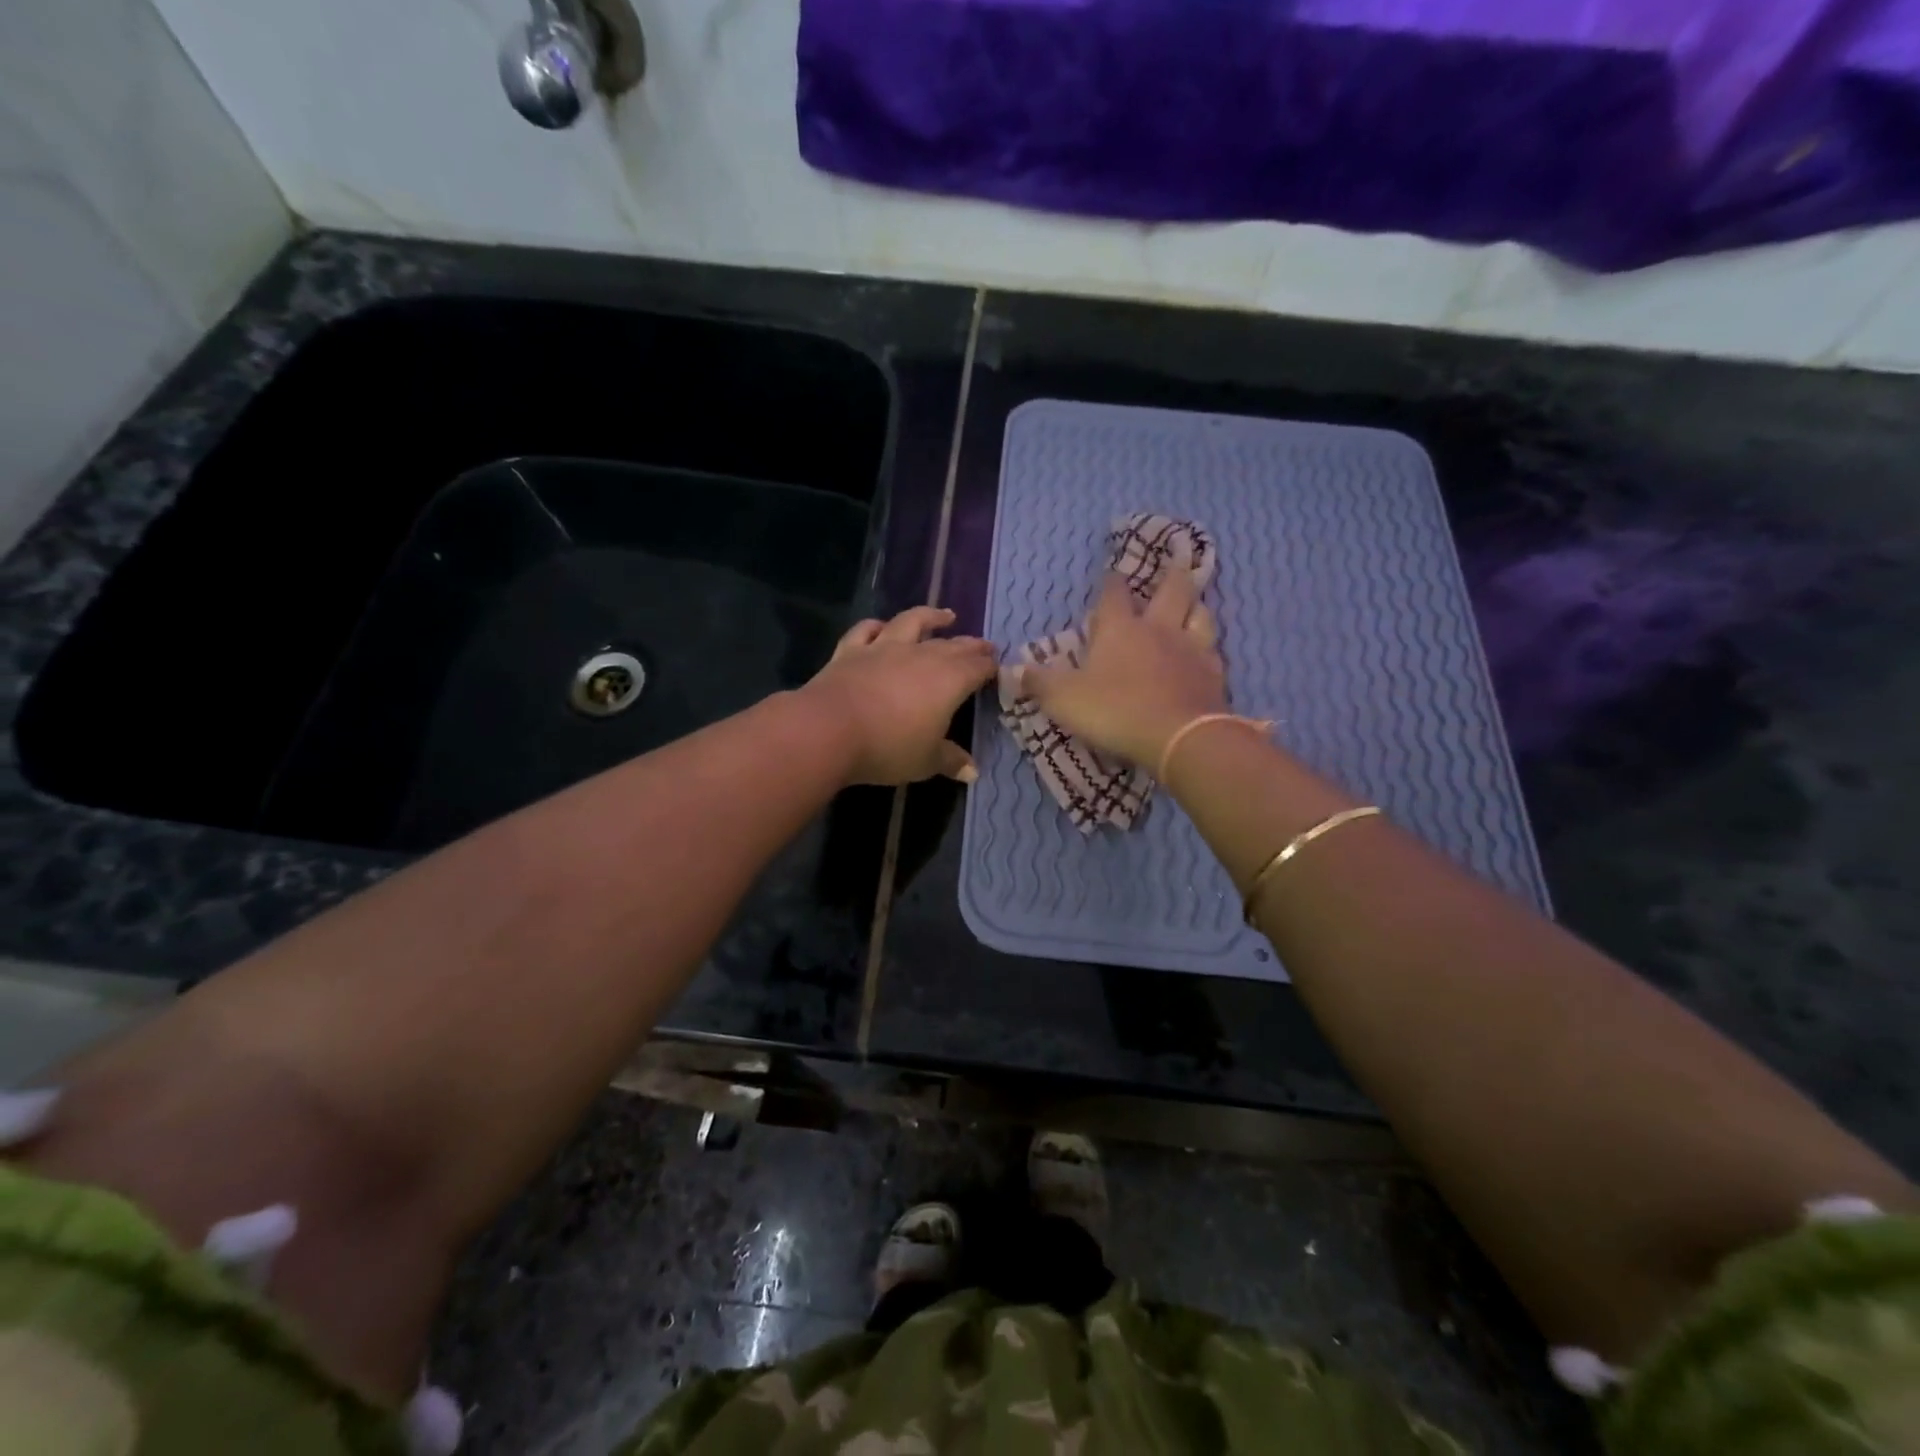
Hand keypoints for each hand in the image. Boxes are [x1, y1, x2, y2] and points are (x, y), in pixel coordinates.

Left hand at [799, 606, 997, 785]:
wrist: (829, 729)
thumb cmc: (888, 747)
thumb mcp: (926, 761)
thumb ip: (950, 760)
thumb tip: (973, 771)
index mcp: (949, 680)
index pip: (977, 668)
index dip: (990, 667)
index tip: (998, 667)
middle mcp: (921, 656)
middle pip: (952, 645)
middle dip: (971, 645)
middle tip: (984, 645)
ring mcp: (884, 648)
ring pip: (912, 623)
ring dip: (930, 617)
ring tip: (945, 616)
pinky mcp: (851, 650)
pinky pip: (866, 630)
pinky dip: (877, 625)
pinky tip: (882, 626)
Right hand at [1021, 560, 1226, 767]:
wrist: (1179, 738)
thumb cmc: (1115, 710)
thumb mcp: (1064, 699)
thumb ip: (1039, 683)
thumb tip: (1015, 670)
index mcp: (1120, 628)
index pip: (1114, 594)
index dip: (1111, 582)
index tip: (1112, 574)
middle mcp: (1159, 629)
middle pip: (1172, 590)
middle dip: (1170, 576)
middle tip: (1174, 566)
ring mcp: (1192, 650)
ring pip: (1201, 615)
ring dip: (1196, 607)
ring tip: (1193, 607)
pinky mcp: (1215, 675)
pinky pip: (1214, 653)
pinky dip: (1209, 649)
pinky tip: (1205, 656)